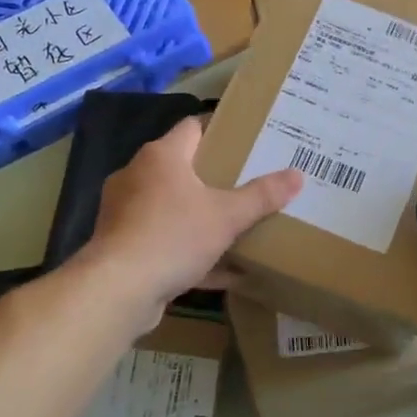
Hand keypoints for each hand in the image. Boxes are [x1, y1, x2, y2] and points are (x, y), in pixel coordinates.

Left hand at [83, 117, 301, 324]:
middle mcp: (137, 176)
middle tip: (248, 181)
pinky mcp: (122, 245)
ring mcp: (125, 211)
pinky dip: (189, 250)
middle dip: (214, 176)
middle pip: (182, 167)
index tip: (247, 140)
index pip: (193, 127)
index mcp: (162, 156)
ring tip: (234, 223)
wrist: (118, 289)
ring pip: (171, 206)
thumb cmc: (173, 236)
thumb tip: (298, 175)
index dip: (220, 129)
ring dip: (200, 215)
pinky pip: (163, 240)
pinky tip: (221, 269)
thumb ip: (262, 196)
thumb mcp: (227, 216)